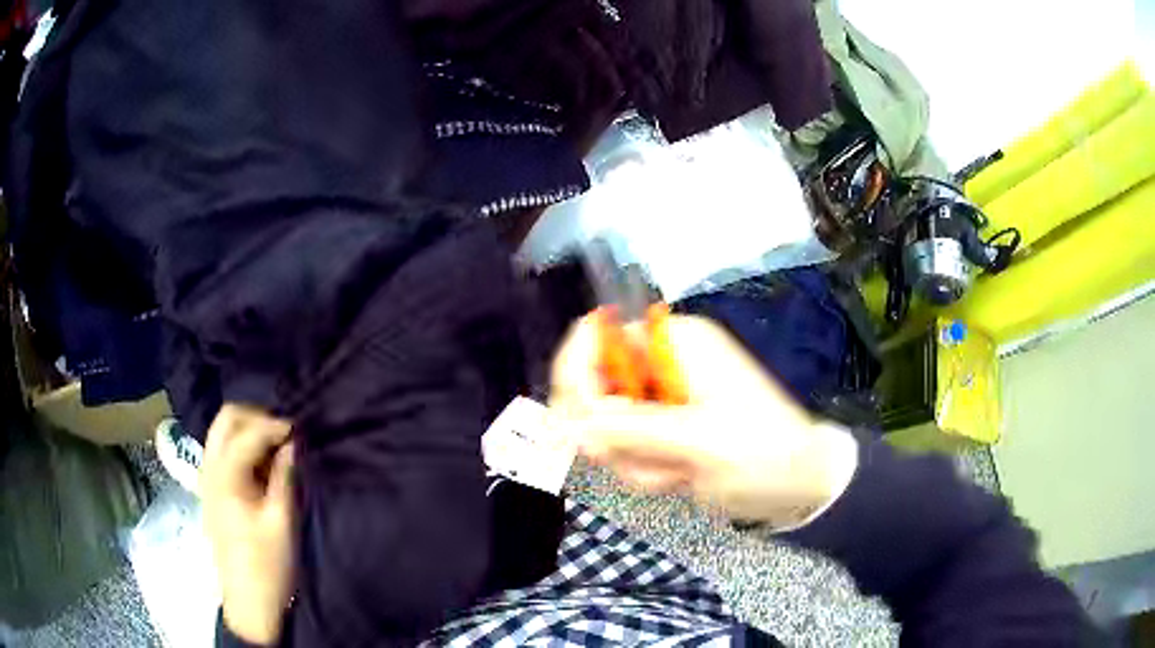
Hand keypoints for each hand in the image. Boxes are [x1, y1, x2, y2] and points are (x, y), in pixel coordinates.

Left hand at [201, 404, 295, 644]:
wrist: (249, 601)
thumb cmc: (268, 565)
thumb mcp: (282, 521)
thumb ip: (285, 476)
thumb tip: (293, 443)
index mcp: (224, 477)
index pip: (247, 432)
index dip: (275, 426)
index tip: (302, 432)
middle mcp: (209, 469)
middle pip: (226, 419)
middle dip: (257, 417)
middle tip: (286, 434)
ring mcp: (207, 478)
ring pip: (223, 432)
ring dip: (250, 430)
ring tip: (278, 448)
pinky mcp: (213, 490)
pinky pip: (224, 451)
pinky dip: (244, 447)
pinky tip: (264, 466)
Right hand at [550, 314, 857, 528]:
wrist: (799, 484)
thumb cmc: (763, 453)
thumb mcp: (701, 440)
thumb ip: (633, 429)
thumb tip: (570, 425)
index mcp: (675, 343)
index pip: (595, 337)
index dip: (577, 377)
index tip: (583, 428)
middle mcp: (662, 363)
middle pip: (593, 386)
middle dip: (610, 433)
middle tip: (639, 461)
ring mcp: (661, 397)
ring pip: (605, 425)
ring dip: (631, 459)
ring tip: (677, 474)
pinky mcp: (663, 427)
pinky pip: (624, 446)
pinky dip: (641, 468)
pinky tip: (678, 478)